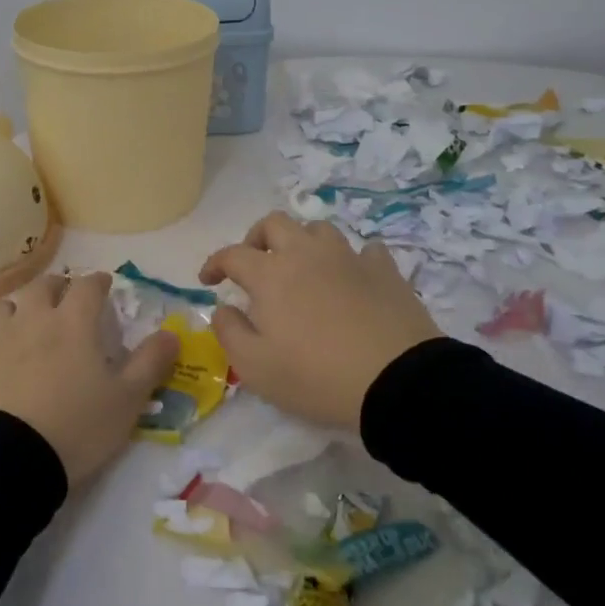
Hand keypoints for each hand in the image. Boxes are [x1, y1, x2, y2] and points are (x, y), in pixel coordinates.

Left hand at [0, 272, 180, 488]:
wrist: (9, 459)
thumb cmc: (77, 426)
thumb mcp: (127, 400)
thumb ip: (151, 363)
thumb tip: (172, 333)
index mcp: (73, 323)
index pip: (88, 286)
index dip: (98, 282)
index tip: (105, 286)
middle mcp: (33, 319)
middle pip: (42, 286)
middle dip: (57, 286)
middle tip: (66, 298)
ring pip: (3, 306)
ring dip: (17, 308)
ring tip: (25, 322)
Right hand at [199, 212, 441, 431]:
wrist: (397, 382)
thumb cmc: (315, 376)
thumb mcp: (254, 367)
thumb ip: (229, 332)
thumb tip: (223, 308)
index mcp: (270, 274)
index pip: (232, 254)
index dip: (214, 263)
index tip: (208, 280)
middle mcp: (306, 254)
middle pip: (275, 223)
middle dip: (256, 238)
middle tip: (253, 263)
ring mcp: (349, 258)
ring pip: (318, 229)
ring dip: (302, 242)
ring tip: (301, 267)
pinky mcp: (385, 270)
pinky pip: (364, 250)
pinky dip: (351, 259)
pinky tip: (351, 277)